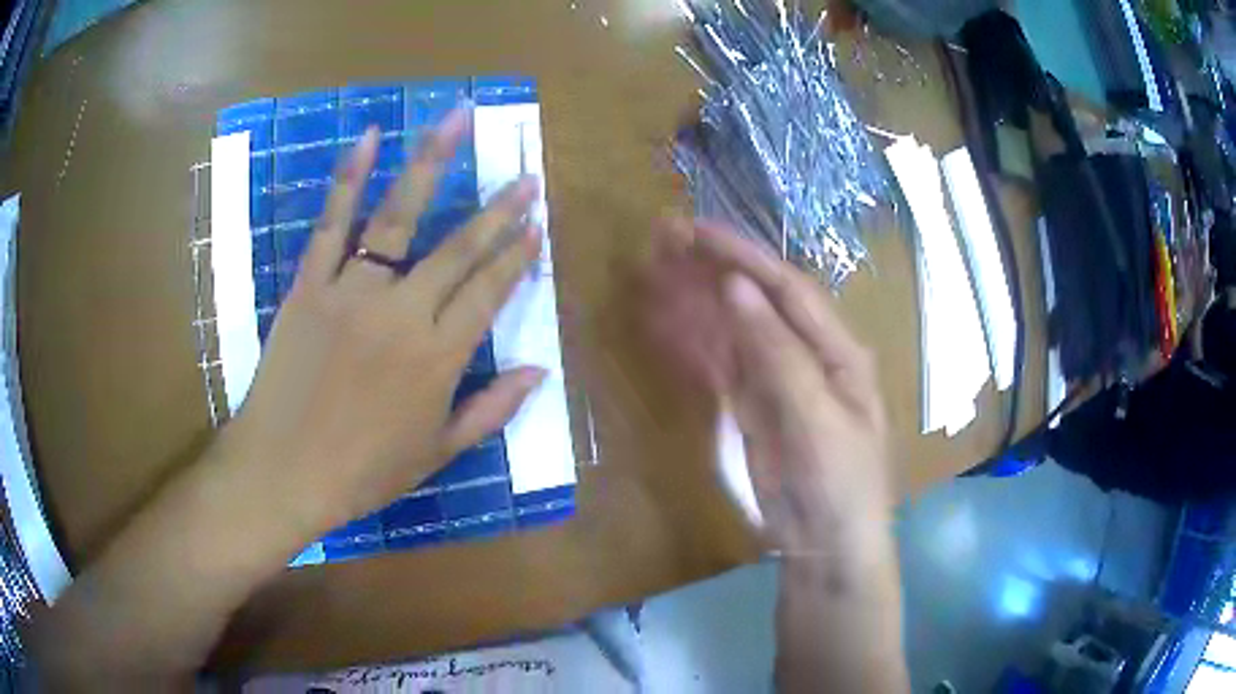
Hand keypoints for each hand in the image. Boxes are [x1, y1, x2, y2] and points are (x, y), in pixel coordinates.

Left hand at [228, 108, 544, 533]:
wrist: (284, 471)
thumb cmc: (362, 471)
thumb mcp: (437, 453)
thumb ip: (491, 409)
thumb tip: (541, 371)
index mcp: (438, 357)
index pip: (490, 292)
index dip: (517, 256)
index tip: (538, 224)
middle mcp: (403, 312)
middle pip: (459, 248)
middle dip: (499, 210)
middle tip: (527, 177)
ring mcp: (352, 291)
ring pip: (400, 216)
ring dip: (434, 162)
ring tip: (459, 118)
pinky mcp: (310, 284)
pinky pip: (331, 223)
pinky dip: (348, 178)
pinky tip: (369, 137)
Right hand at [644, 218, 892, 556]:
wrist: (826, 547)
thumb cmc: (839, 483)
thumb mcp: (816, 418)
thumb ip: (777, 353)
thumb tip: (736, 287)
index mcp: (836, 350)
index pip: (787, 288)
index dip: (741, 256)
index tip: (694, 232)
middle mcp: (807, 354)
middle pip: (754, 301)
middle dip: (709, 270)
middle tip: (659, 243)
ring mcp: (776, 380)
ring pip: (730, 329)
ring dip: (692, 302)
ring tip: (650, 275)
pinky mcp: (751, 406)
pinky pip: (718, 364)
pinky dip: (691, 343)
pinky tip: (662, 325)